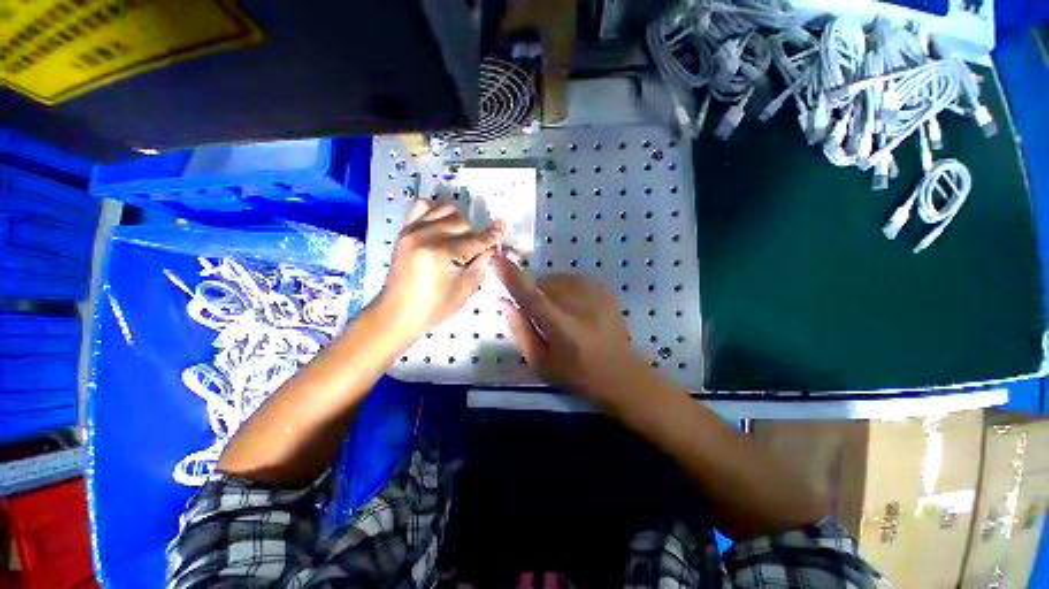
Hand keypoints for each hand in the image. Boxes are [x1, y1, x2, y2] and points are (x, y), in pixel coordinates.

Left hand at [376, 200, 502, 339]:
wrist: (398, 313)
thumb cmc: (434, 307)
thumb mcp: (465, 290)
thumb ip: (481, 263)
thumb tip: (491, 246)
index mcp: (442, 254)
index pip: (475, 240)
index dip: (492, 235)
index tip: (503, 226)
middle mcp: (426, 236)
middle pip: (463, 222)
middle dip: (475, 235)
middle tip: (476, 251)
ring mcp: (413, 230)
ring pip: (446, 210)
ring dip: (459, 222)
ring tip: (460, 238)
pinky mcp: (404, 231)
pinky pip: (423, 206)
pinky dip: (437, 211)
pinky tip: (443, 224)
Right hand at [492, 254, 654, 405]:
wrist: (621, 374)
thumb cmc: (576, 375)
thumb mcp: (541, 362)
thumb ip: (520, 330)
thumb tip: (503, 301)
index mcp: (563, 330)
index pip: (533, 298)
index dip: (513, 278)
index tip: (496, 259)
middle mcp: (581, 308)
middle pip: (545, 284)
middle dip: (532, 291)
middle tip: (536, 312)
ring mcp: (597, 296)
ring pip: (558, 279)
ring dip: (548, 288)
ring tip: (555, 310)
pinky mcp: (605, 291)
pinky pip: (573, 279)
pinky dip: (564, 287)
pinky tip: (571, 305)